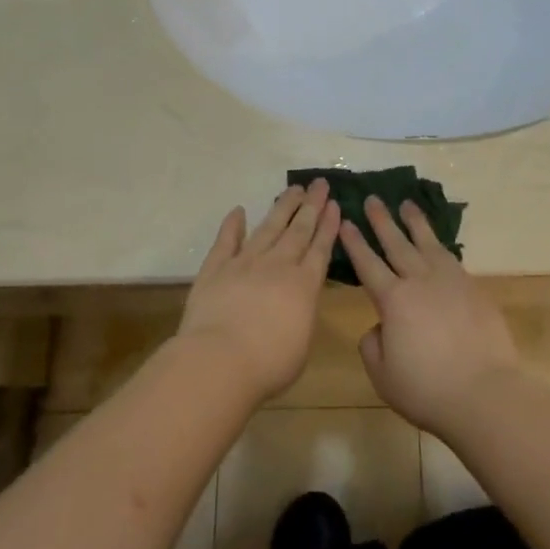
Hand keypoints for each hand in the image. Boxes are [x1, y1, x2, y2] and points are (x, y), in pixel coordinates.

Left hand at [178, 180, 339, 401]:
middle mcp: (278, 266)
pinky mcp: (215, 268)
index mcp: (304, 285)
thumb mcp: (302, 344)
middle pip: (298, 230)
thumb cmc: (269, 364)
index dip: (328, 225)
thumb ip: (304, 314)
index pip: (320, 248)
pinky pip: (226, 240)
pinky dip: (233, 224)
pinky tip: (239, 211)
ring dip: (282, 207)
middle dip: (311, 206)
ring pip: (268, 227)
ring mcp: (245, 263)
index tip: (334, 203)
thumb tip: (299, 300)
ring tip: (294, 189)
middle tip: (319, 184)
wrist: (220, 360)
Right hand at [343, 196, 523, 435]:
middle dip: (382, 221)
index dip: (355, 242)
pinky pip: (452, 258)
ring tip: (406, 205)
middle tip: (372, 199)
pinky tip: (437, 244)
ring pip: (428, 243)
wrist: (484, 392)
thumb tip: (380, 325)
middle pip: (397, 243)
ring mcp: (451, 281)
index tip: (346, 221)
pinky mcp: (474, 289)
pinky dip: (440, 245)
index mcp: (393, 300)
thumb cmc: (427, 389)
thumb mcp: (383, 375)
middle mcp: (420, 281)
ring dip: (415, 222)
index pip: (368, 264)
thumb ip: (373, 345)